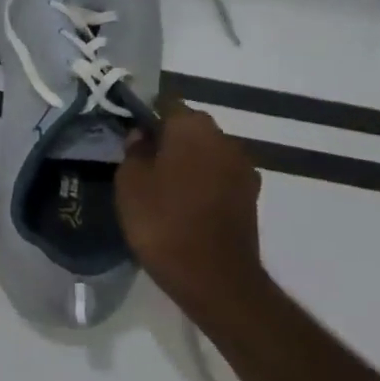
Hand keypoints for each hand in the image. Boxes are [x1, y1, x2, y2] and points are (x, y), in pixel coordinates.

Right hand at [115, 100, 266, 315]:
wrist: (213, 276)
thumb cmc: (162, 221)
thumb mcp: (129, 182)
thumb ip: (134, 151)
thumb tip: (142, 136)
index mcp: (192, 128)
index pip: (166, 104)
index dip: (146, 117)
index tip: (130, 137)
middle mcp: (225, 139)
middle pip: (190, 128)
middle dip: (168, 140)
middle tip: (141, 163)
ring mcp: (243, 168)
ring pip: (206, 153)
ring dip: (187, 163)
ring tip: (161, 187)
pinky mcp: (250, 196)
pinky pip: (218, 178)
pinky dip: (202, 184)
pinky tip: (183, 205)